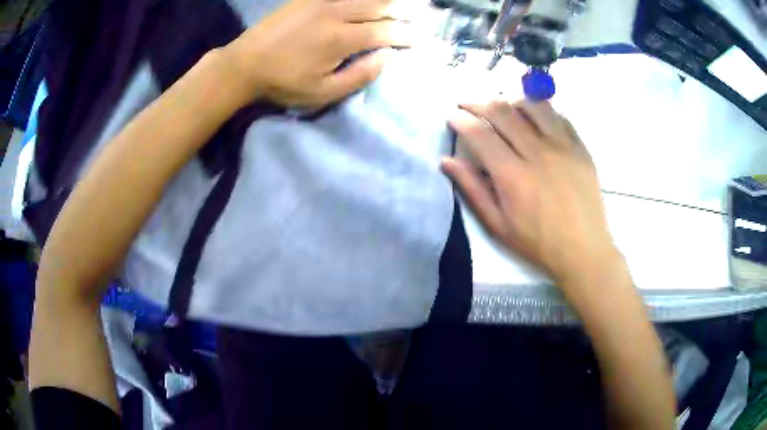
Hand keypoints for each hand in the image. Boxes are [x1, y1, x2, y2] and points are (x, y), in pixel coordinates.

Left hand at [223, 0, 411, 106]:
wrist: (245, 63)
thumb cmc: (283, 82)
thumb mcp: (322, 93)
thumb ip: (358, 76)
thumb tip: (386, 58)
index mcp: (341, 39)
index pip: (384, 32)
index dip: (404, 35)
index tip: (418, 40)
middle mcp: (336, 13)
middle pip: (379, 7)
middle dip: (402, 13)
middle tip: (418, 18)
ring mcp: (322, 1)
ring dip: (386, 1)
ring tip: (402, 6)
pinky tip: (369, 1)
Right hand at [443, 100, 618, 289]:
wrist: (584, 250)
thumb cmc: (538, 242)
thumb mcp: (498, 225)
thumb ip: (472, 190)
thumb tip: (447, 161)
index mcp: (513, 175)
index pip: (480, 134)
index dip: (461, 120)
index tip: (452, 116)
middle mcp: (537, 153)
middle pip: (503, 112)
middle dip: (478, 102)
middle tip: (467, 103)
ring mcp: (563, 147)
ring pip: (532, 105)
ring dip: (510, 100)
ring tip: (501, 105)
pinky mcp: (580, 147)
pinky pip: (559, 116)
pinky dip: (541, 109)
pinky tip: (534, 115)